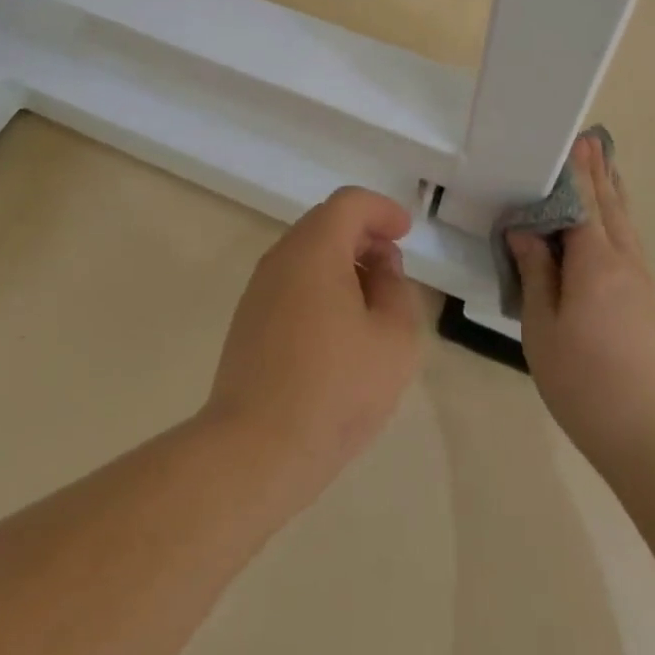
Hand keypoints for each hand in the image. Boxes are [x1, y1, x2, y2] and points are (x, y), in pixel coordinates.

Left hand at [204, 187, 423, 497]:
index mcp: (314, 249)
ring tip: (371, 304)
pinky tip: (339, 331)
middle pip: (326, 224)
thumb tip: (380, 272)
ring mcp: (259, 290)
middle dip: (364, 236)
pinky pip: (292, 284)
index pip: (350, 203)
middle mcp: (280, 258)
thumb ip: (398, 292)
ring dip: (343, 264)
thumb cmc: (334, 389)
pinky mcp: (248, 322)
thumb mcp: (394, 339)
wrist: (254, 451)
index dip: (382, 210)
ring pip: (307, 255)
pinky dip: (321, 287)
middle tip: (393, 269)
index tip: (405, 233)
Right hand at [508, 133, 654, 471]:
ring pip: (627, 227)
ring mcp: (646, 285)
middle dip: (599, 174)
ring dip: (614, 195)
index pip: (583, 203)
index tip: (572, 141)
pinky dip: (621, 224)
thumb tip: (525, 230)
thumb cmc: (585, 382)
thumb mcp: (542, 327)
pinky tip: (615, 230)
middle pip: (611, 207)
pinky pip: (633, 248)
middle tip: (592, 141)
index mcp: (596, 262)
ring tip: (607, 170)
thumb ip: (535, 273)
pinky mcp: (654, 306)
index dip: (576, 172)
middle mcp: (626, 263)